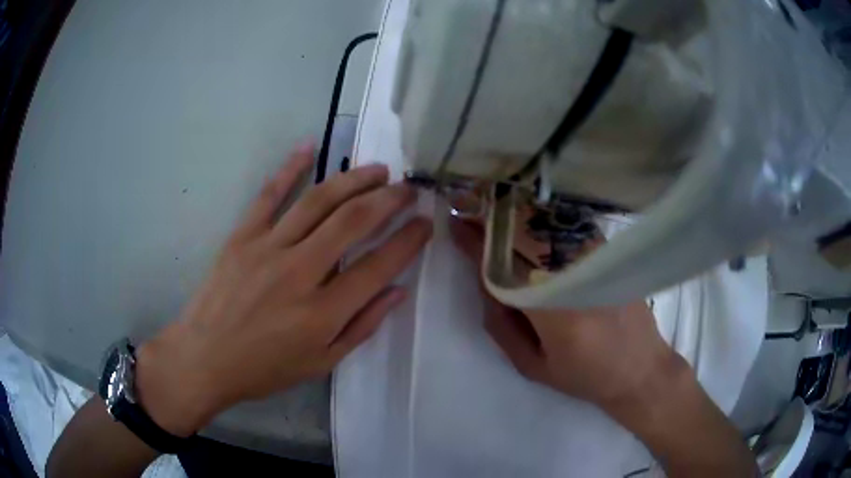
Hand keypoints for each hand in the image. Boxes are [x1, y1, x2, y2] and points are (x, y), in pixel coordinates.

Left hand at [134, 144, 432, 435]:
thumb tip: (397, 292)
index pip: (378, 266)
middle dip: (389, 200)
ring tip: (378, 169)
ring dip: (354, 179)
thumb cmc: (264, 369)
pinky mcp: (241, 236)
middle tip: (409, 188)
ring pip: (318, 201)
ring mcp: (267, 248)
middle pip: (353, 222)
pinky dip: (290, 167)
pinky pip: (269, 195)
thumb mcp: (321, 363)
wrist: (204, 358)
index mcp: (322, 312)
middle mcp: (299, 273)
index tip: (426, 223)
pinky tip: (310, 146)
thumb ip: (362, 327)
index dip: (408, 241)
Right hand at [449, 218, 682, 415]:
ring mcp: (596, 258)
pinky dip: (542, 217)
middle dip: (492, 218)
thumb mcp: (533, 365)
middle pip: (525, 234)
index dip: (477, 241)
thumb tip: (483, 281)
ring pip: (546, 224)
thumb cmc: (584, 375)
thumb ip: (501, 325)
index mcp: (554, 309)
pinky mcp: (607, 253)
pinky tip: (526, 214)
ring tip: (490, 206)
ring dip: (514, 212)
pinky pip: (567, 227)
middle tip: (467, 205)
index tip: (456, 222)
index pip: (506, 264)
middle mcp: (576, 274)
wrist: (639, 367)